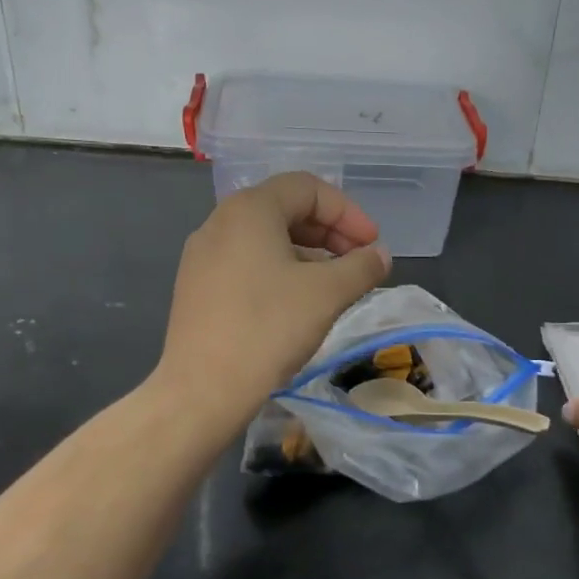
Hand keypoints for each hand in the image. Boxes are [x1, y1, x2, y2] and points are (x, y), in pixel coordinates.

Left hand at [156, 173, 390, 426]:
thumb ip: (362, 266)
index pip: (308, 188)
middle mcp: (220, 222)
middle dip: (330, 232)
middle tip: (359, 262)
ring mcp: (203, 256)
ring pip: (267, 239)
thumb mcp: (329, 292)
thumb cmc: (269, 328)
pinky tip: (299, 304)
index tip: (373, 245)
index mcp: (249, 210)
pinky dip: (282, 271)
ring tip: (335, 286)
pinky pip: (248, 263)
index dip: (348, 213)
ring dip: (309, 254)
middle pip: (286, 209)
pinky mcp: (197, 288)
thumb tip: (380, 255)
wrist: (203, 390)